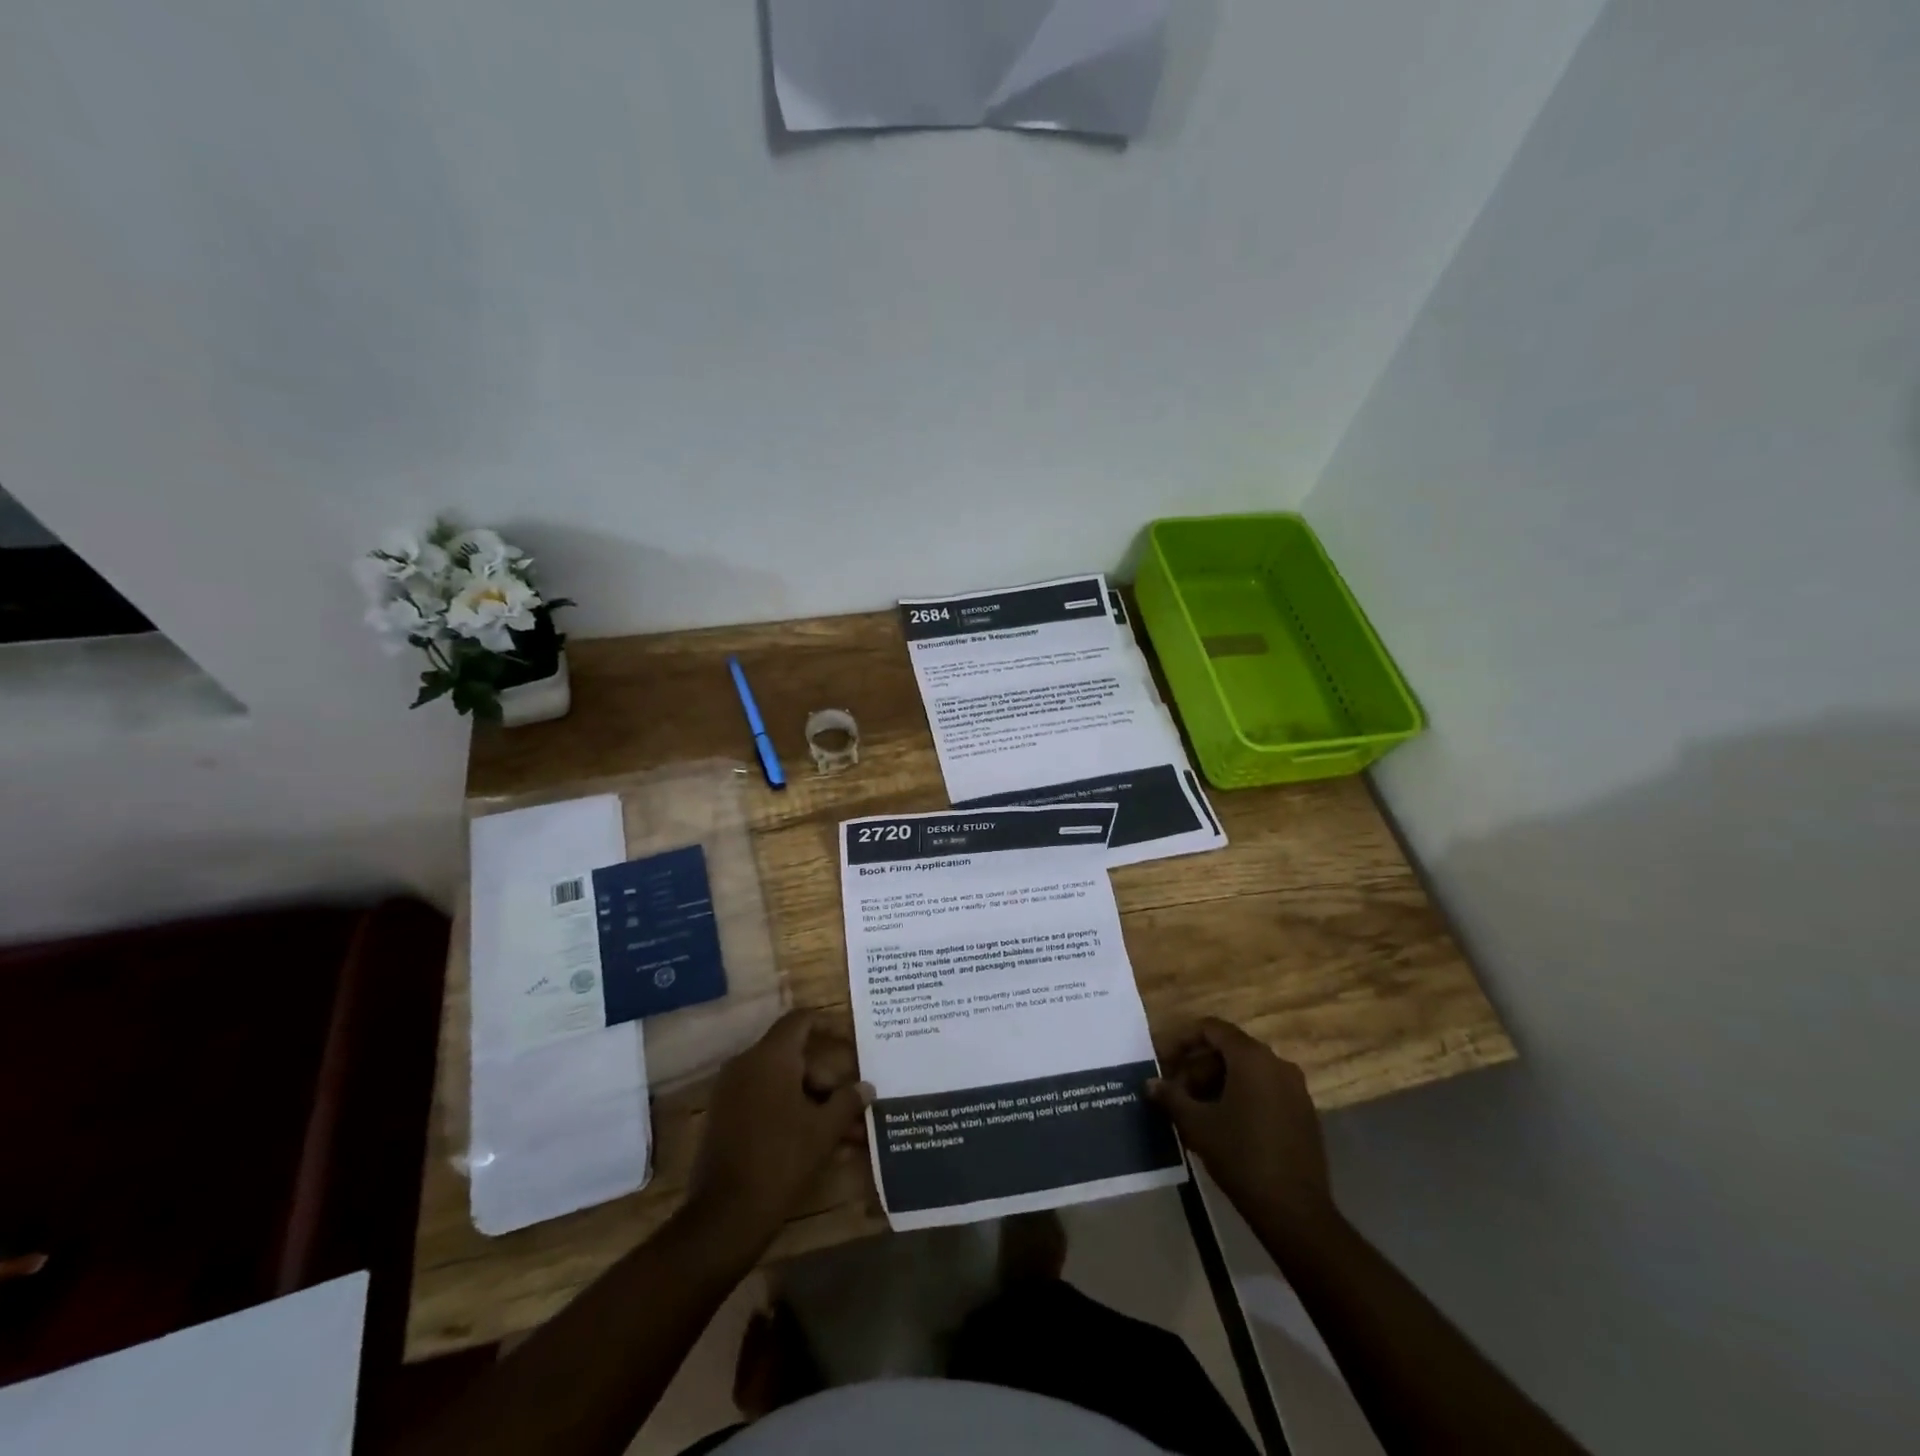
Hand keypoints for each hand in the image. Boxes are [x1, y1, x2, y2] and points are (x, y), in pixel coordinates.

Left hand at [688, 1011, 872, 1249]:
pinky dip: (792, 1113)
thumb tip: (866, 1087)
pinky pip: (766, 1101)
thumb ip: (848, 1101)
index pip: (801, 1020)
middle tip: (854, 1107)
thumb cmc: (781, 1160)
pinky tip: (819, 1143)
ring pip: (784, 1083)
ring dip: (815, 1102)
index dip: (828, 1025)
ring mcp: (732, 1091)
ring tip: (847, 1133)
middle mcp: (747, 1064)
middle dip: (829, 1080)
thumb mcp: (824, 1130)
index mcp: (770, 1057)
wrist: (725, 1215)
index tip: (852, 1041)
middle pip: (796, 1057)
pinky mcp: (726, 1117)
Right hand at [1148, 1018, 1336, 1244]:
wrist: (1295, 1211)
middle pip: (1228, 1051)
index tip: (1164, 1062)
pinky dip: (1241, 1096)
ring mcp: (1295, 1089)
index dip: (1183, 1041)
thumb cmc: (1241, 1156)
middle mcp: (1277, 1064)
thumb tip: (1150, 1083)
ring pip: (1247, 1072)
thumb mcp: (1196, 1125)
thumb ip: (1171, 1097)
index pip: (1211, 1029)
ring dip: (1217, 1084)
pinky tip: (1224, 1124)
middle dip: (1198, 1067)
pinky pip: (1265, 1090)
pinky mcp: (1304, 1113)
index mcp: (1252, 1058)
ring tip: (1195, 1111)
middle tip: (1176, 1093)